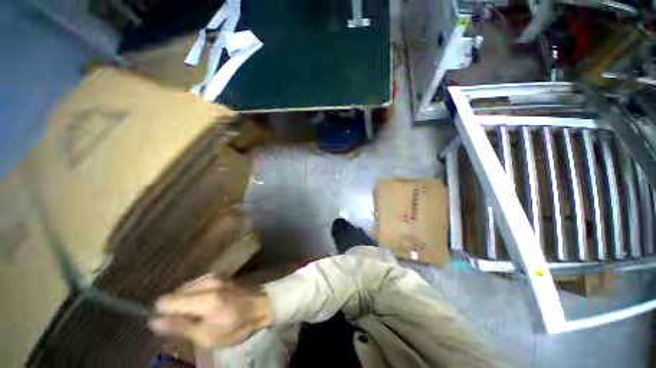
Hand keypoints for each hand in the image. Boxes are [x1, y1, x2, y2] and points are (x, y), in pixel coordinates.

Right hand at [149, 275, 272, 347]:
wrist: (262, 304)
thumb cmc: (238, 325)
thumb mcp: (209, 337)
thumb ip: (181, 327)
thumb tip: (153, 321)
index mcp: (205, 299)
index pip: (167, 301)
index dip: (162, 313)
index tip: (168, 325)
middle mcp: (208, 282)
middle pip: (175, 293)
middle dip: (174, 308)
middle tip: (187, 323)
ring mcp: (214, 276)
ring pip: (184, 288)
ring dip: (184, 302)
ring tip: (197, 315)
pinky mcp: (218, 275)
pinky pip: (195, 284)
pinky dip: (193, 295)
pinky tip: (203, 305)